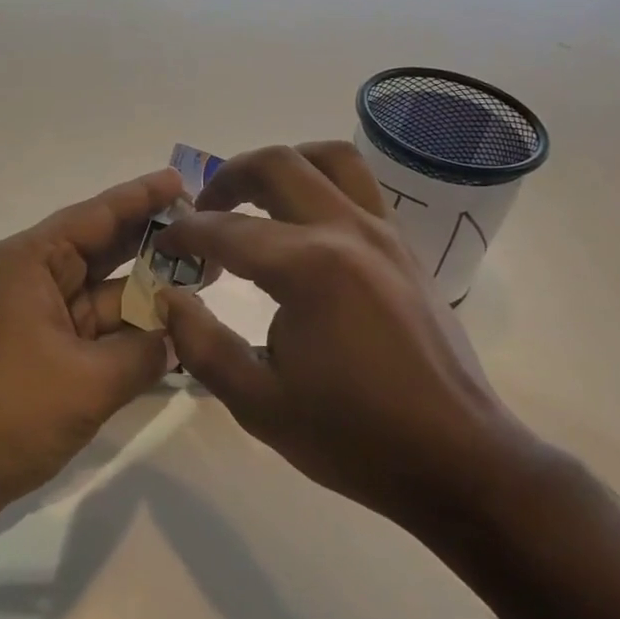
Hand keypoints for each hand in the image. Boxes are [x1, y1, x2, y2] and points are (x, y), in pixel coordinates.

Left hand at [0, 168, 183, 540]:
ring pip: (102, 300)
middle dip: (156, 247)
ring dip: (147, 299)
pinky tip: (172, 340)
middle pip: (103, 254)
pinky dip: (127, 339)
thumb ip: (144, 353)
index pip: (97, 216)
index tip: (184, 182)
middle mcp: (31, 282)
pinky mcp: (37, 361)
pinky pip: (93, 338)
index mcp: (31, 263)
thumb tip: (175, 338)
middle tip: (212, 237)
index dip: (143, 198)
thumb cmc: (6, 410)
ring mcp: (33, 323)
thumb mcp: (87, 380)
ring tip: (206, 287)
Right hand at [157, 142, 534, 536]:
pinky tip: (304, 226)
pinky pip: (360, 187)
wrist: (456, 459)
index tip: (163, 245)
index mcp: (309, 269)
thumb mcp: (258, 403)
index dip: (185, 233)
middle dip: (227, 178)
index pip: (227, 230)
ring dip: (282, 165)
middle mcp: (348, 233)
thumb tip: (169, 296)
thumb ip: (201, 344)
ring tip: (255, 200)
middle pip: (278, 165)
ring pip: (330, 159)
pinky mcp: (406, 249)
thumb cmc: (353, 437)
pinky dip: (322, 184)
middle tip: (203, 212)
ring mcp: (386, 234)